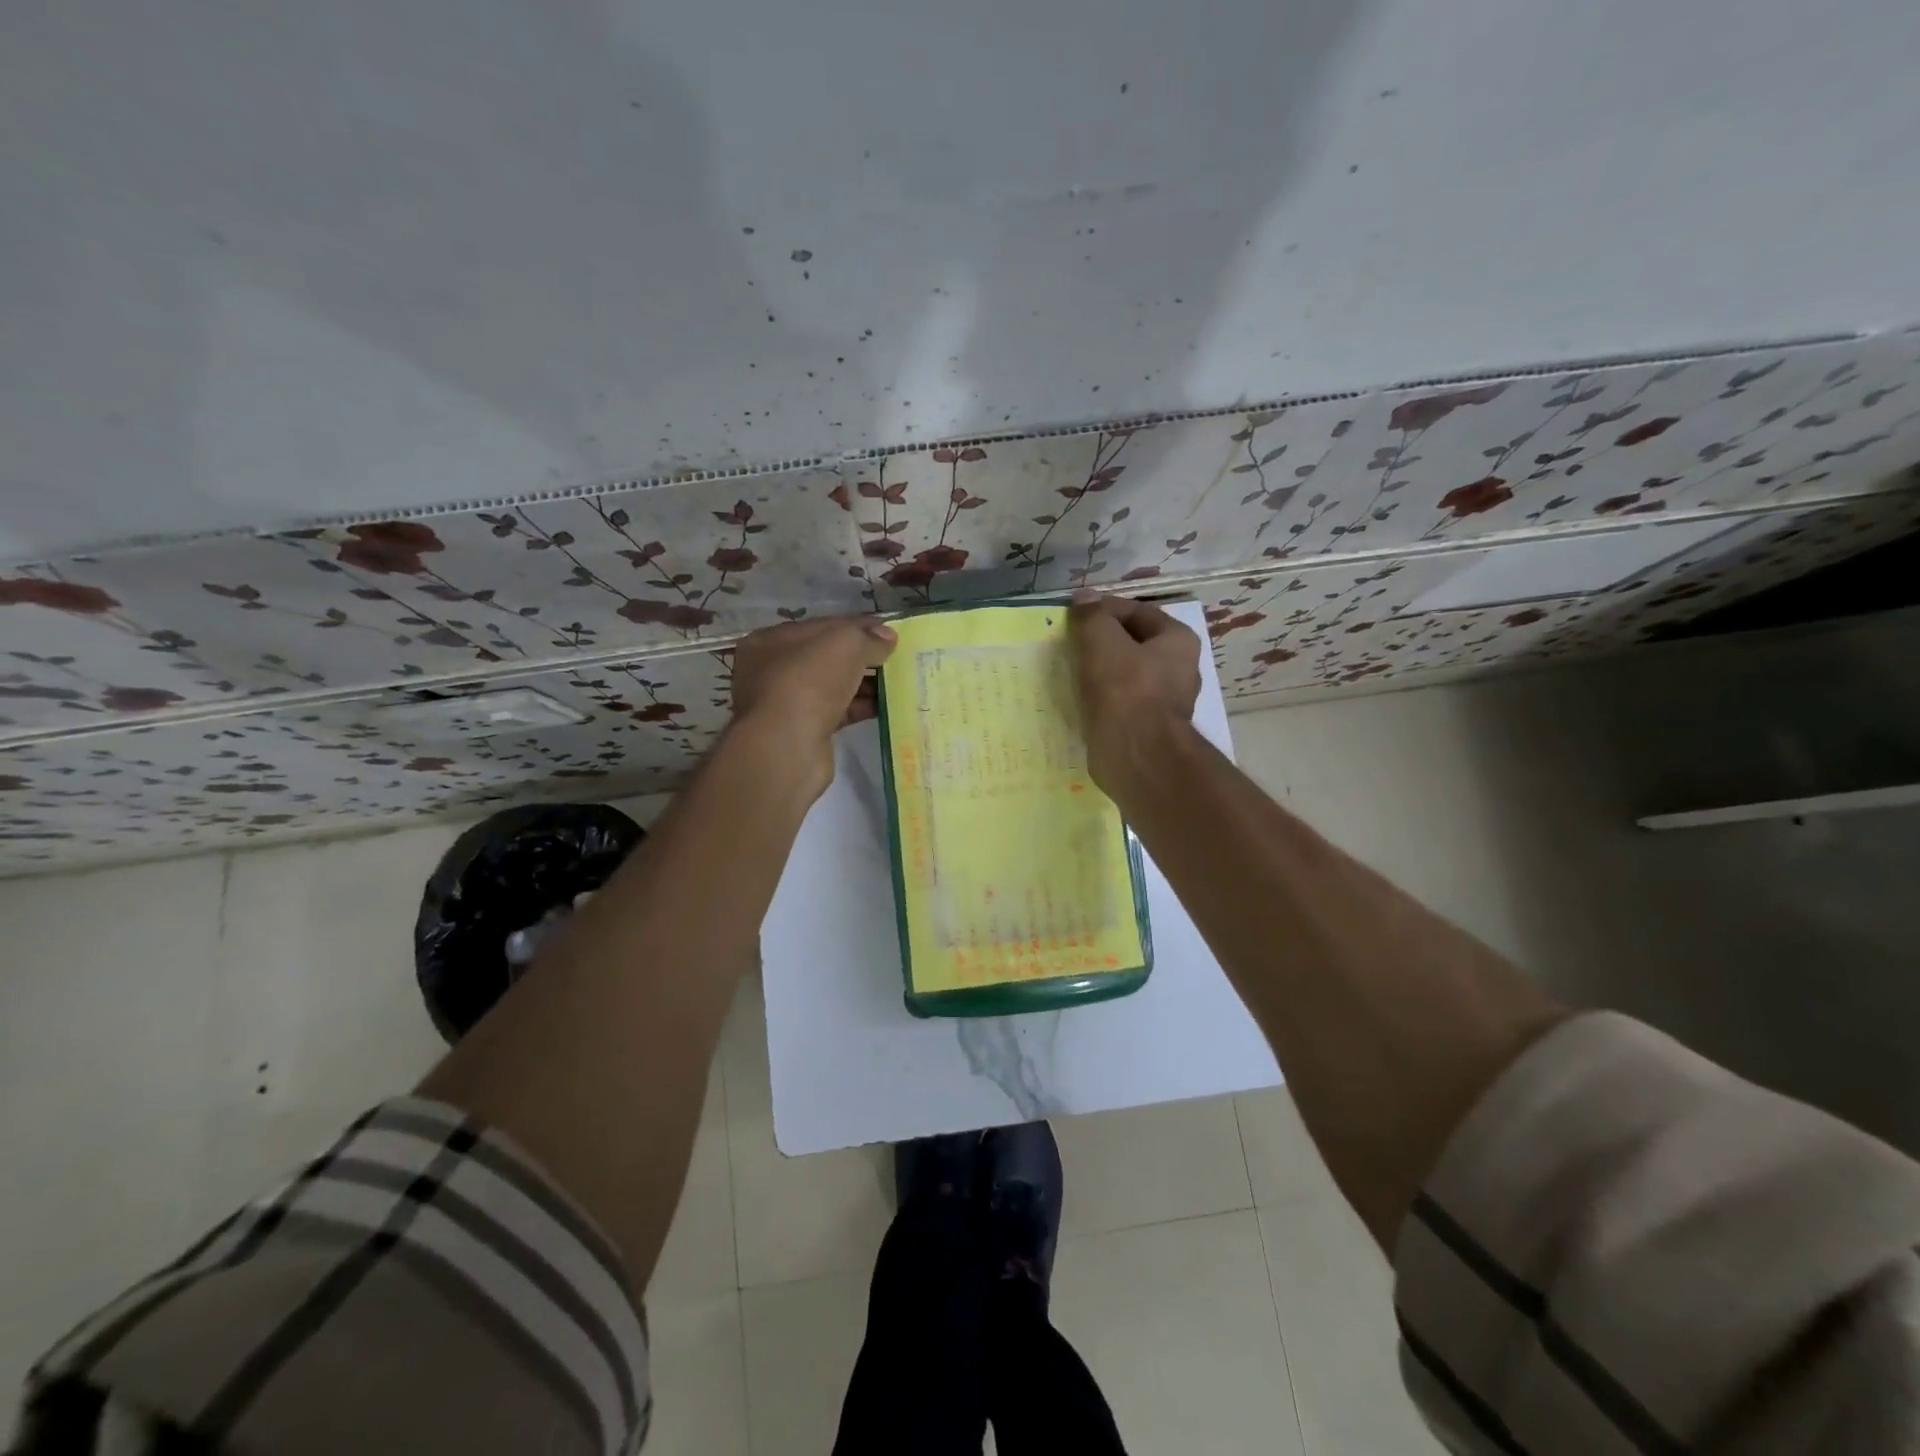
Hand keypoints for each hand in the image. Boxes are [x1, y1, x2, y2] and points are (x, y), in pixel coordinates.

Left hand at [730, 616, 897, 796]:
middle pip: (828, 657)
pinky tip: (887, 706)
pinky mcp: (804, 731)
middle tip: (897, 659)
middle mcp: (773, 670)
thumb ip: (868, 637)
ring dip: (864, 684)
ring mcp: (787, 703)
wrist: (787, 747)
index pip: (822, 627)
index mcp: (772, 641)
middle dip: (862, 658)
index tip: (889, 635)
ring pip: (833, 686)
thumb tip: (888, 638)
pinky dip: (860, 708)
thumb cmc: (808, 682)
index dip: (858, 628)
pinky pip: (838, 712)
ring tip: (899, 682)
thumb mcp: (844, 644)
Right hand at [1067, 589, 1201, 790]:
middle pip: (1133, 644)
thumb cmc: (1125, 690)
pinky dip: (1101, 699)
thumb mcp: (1102, 641)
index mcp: (1178, 640)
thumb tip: (1084, 598)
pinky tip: (1079, 700)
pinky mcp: (1147, 729)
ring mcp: (1165, 702)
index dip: (1103, 609)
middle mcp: (1179, 669)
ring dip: (1099, 672)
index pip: (1137, 611)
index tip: (1073, 616)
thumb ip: (1092, 616)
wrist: (1137, 755)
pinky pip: (1120, 704)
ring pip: (1126, 675)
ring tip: (1069, 671)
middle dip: (1101, 642)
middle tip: (1069, 643)